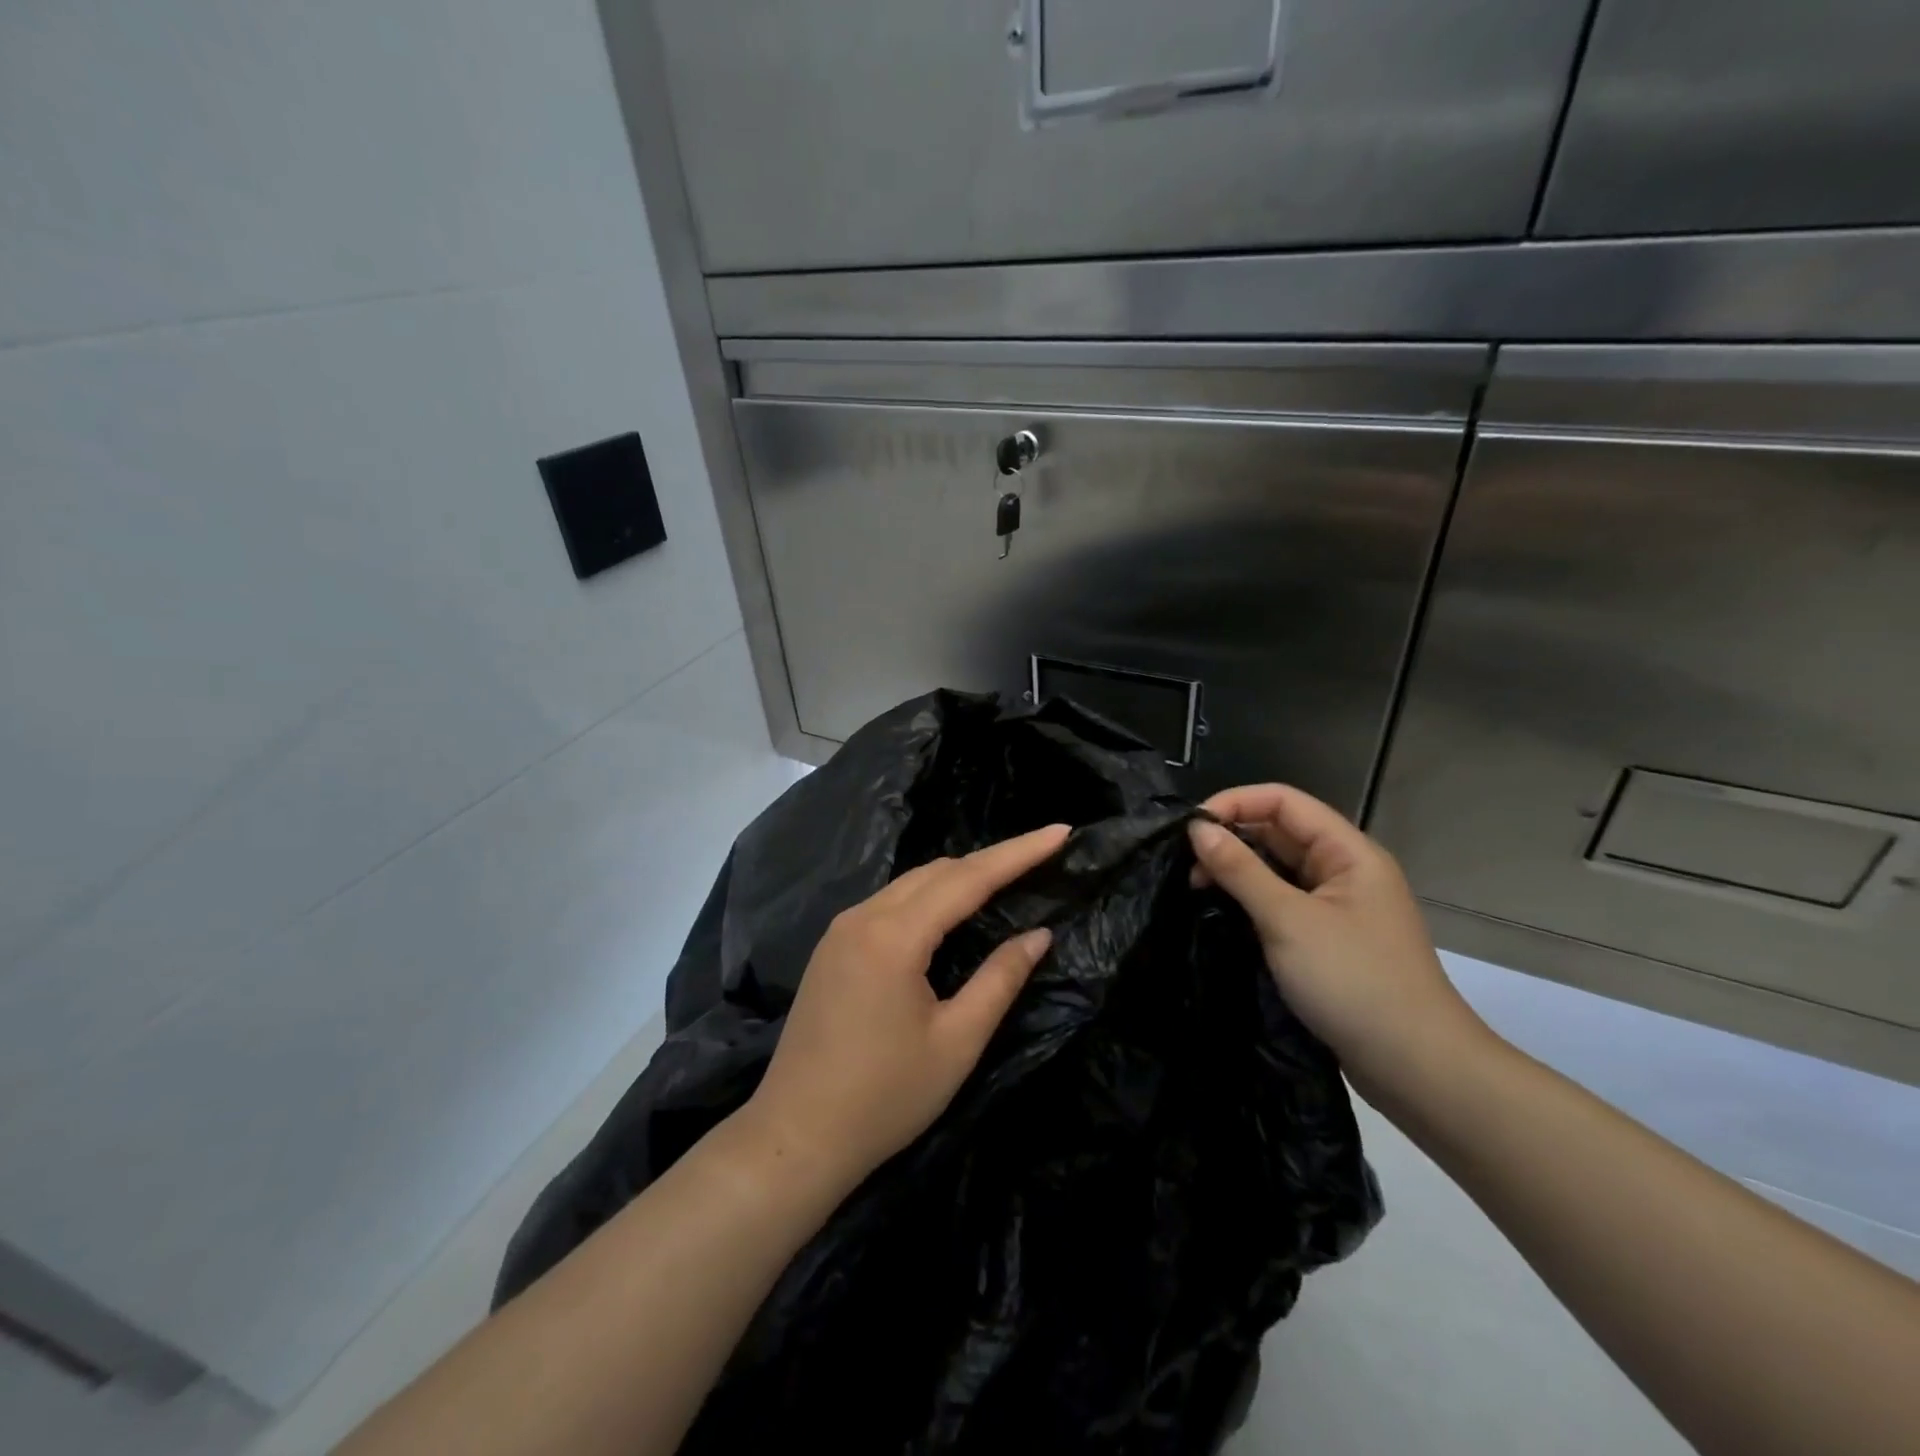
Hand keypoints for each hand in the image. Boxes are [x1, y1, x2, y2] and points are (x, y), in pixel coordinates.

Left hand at [740, 824, 1071, 1189]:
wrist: (795, 1136)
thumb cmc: (884, 1098)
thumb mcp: (956, 1042)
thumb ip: (1000, 980)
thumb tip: (1038, 935)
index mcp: (894, 936)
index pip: (968, 878)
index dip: (1018, 853)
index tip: (1060, 832)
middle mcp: (863, 917)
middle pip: (938, 871)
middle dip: (992, 860)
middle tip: (1041, 856)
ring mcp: (841, 929)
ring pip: (911, 883)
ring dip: (960, 876)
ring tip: (1007, 877)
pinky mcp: (832, 947)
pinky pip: (890, 902)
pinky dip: (929, 896)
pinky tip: (951, 910)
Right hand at [1188, 785, 1489, 1097]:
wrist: (1416, 1068)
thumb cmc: (1353, 982)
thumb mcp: (1288, 920)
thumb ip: (1240, 870)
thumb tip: (1198, 829)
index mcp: (1348, 852)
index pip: (1283, 801)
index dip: (1235, 803)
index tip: (1190, 829)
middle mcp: (1345, 870)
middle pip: (1280, 832)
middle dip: (1231, 839)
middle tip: (1186, 865)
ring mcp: (1338, 907)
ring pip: (1279, 869)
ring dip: (1238, 871)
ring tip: (1197, 888)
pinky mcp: (1329, 940)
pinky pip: (1283, 902)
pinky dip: (1252, 900)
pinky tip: (1223, 913)